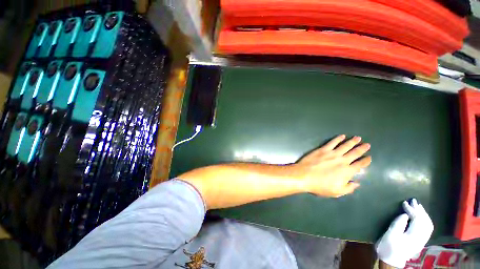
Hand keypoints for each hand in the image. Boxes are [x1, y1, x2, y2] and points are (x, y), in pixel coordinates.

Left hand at [291, 135, 370, 196]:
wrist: (304, 176)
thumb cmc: (320, 185)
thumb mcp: (337, 192)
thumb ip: (349, 188)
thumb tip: (357, 183)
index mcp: (347, 171)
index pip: (360, 165)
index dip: (366, 161)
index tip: (369, 157)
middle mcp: (342, 160)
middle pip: (355, 153)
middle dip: (362, 148)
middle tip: (367, 144)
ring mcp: (332, 153)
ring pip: (345, 146)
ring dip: (352, 141)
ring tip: (358, 138)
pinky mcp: (322, 149)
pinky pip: (332, 142)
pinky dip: (338, 139)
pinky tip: (342, 136)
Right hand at [376, 199, 433, 268]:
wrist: (391, 260)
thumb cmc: (388, 247)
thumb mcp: (390, 235)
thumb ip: (398, 224)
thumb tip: (405, 214)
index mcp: (413, 236)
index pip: (417, 220)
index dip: (412, 210)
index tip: (405, 202)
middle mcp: (421, 238)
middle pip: (425, 222)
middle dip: (420, 210)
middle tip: (413, 200)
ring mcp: (421, 240)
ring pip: (428, 225)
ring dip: (423, 214)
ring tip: (418, 206)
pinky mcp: (420, 240)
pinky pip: (427, 228)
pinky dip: (425, 220)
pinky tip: (421, 216)